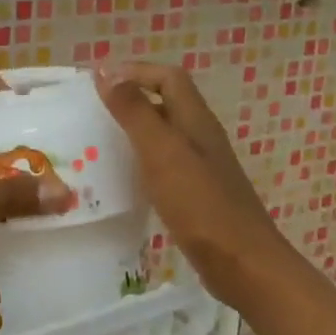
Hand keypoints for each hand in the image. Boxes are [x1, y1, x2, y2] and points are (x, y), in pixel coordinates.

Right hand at [95, 62, 281, 305]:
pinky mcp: (197, 193)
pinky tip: (124, 177)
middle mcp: (201, 137)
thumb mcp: (162, 153)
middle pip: (167, 102)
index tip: (98, 79)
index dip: (136, 71)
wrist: (242, 263)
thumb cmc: (200, 204)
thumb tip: (108, 73)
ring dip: (135, 127)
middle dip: (132, 96)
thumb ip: (135, 113)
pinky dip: (142, 159)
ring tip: (100, 138)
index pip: (168, 77)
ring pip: (165, 133)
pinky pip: (165, 162)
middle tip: (93, 107)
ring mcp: (202, 166)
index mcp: (196, 121)